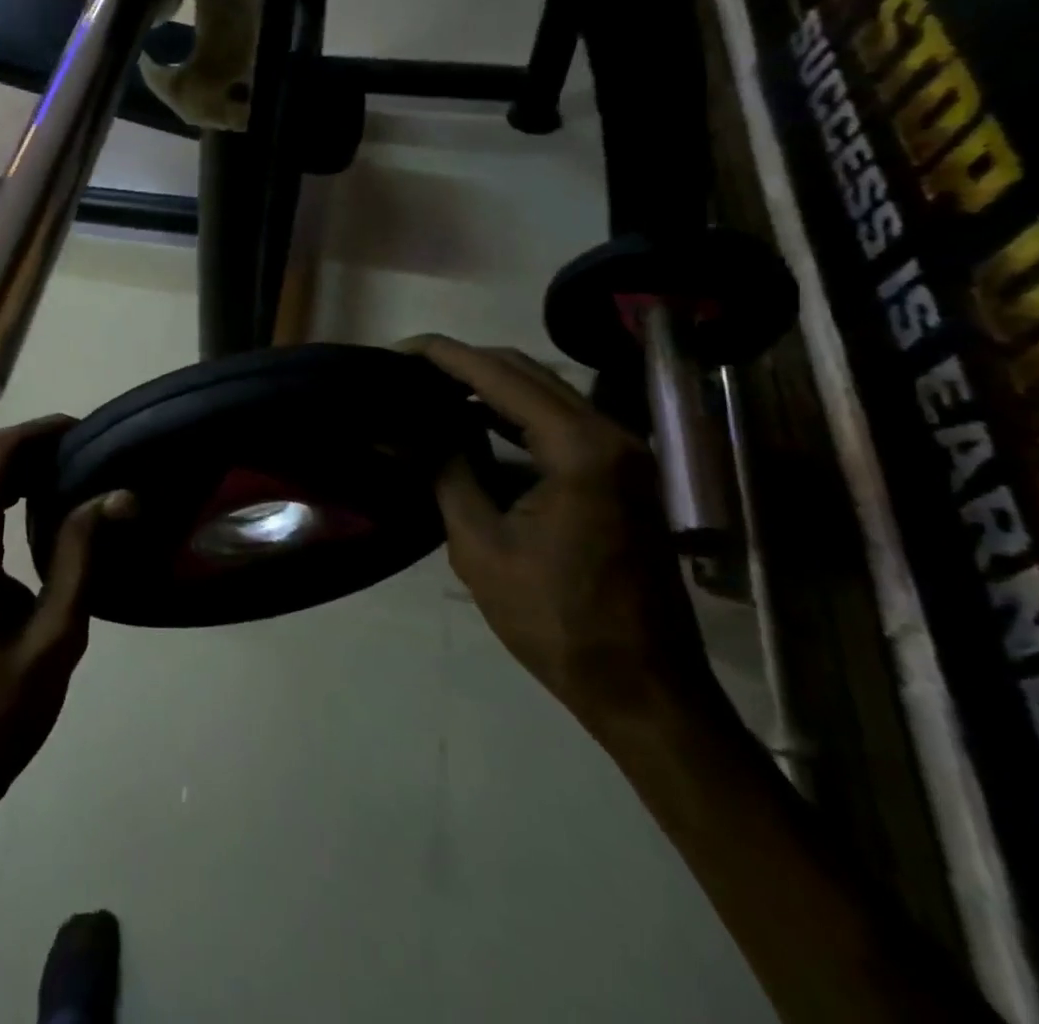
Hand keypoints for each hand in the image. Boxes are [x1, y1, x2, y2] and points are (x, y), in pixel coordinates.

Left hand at [0, 417, 135, 825]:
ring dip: (18, 470)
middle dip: (32, 447)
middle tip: (87, 455)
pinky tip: (42, 514)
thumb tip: (116, 495)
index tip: (85, 431)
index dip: (39, 432)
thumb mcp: (56, 633)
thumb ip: (82, 555)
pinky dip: (4, 496)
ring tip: (72, 476)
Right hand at [401, 335, 712, 732]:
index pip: (499, 375)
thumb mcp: (480, 544)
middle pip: (526, 371)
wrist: (643, 687)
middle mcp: (610, 435)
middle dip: (463, 363)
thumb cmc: (555, 620)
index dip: (443, 356)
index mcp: (578, 449)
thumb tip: (404, 431)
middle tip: (406, 369)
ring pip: (544, 391)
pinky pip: (559, 420)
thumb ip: (446, 472)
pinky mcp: (622, 472)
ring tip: (428, 388)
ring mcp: (624, 452)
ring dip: (487, 384)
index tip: (396, 350)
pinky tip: (472, 421)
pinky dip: (513, 413)